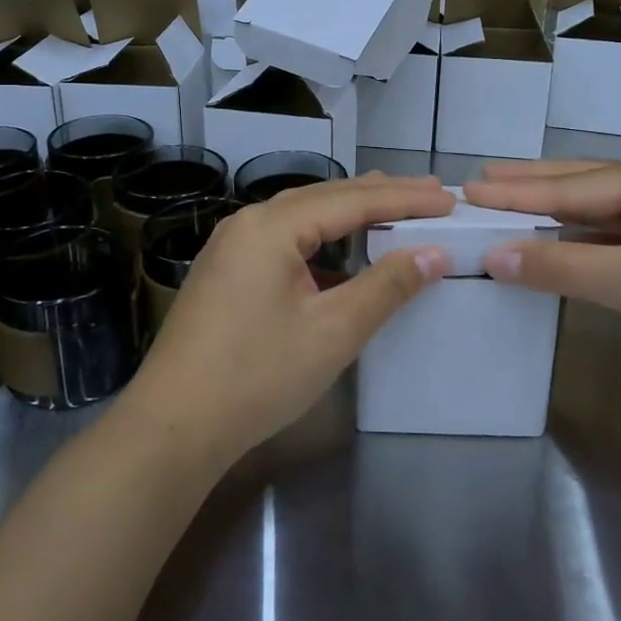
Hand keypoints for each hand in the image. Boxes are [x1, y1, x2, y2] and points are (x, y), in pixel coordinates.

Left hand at [123, 174, 454, 465]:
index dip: (403, 199)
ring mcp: (231, 246)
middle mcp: (248, 223)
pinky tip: (340, 251)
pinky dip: (322, 238)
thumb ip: (386, 287)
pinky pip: (284, 238)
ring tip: (392, 206)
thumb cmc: (257, 376)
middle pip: (324, 197)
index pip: (350, 200)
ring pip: (302, 215)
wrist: (173, 426)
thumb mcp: (332, 332)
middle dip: (379, 195)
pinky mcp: (226, 271)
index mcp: (270, 226)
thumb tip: (434, 254)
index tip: (446, 199)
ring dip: (349, 212)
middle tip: (429, 193)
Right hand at [464, 155, 620, 378]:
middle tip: (480, 179)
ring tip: (509, 199)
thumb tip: (493, 255)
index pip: (570, 186)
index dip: (515, 192)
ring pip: (601, 206)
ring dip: (556, 208)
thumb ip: (564, 266)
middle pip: (583, 182)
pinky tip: (563, 237)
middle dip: (531, 183)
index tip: (466, 190)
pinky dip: (585, 235)